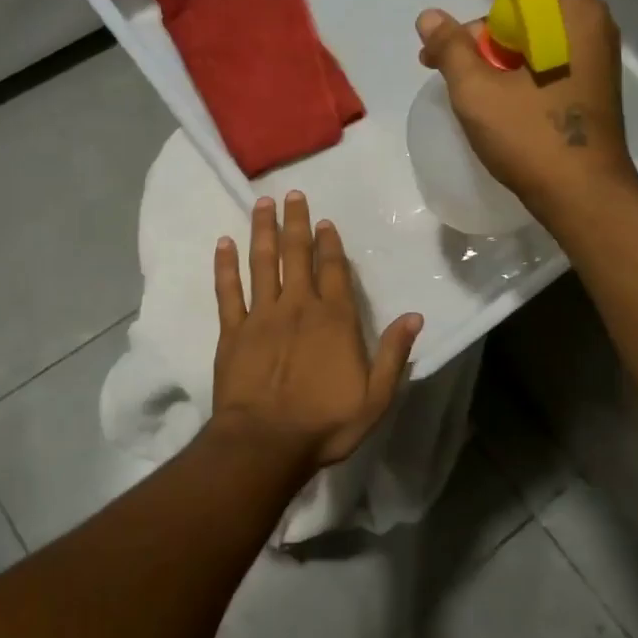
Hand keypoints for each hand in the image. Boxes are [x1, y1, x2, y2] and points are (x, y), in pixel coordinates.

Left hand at [212, 191, 422, 470]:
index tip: (325, 221)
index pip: (333, 270)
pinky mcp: (232, 332)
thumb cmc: (325, 423)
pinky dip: (225, 266)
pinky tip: (223, 243)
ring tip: (262, 204)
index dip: (330, 243)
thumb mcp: (376, 397)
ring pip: (262, 263)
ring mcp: (261, 316)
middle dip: (295, 223)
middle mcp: (298, 307)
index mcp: (334, 319)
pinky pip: (227, 291)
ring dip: (263, 231)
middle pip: (296, 255)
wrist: (266, 443)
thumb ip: (395, 354)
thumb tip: (414, 317)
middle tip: (291, 194)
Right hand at [416, 0, 637, 217]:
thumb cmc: (533, 140)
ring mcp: (587, 47)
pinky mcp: (582, 72)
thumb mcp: (478, 93)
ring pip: (532, 12)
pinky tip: (472, 68)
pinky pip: (540, 39)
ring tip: (440, 49)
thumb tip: (431, 19)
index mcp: (568, 10)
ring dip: (487, 20)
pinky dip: (506, 43)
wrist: (585, 196)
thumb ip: (451, 48)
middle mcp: (585, 18)